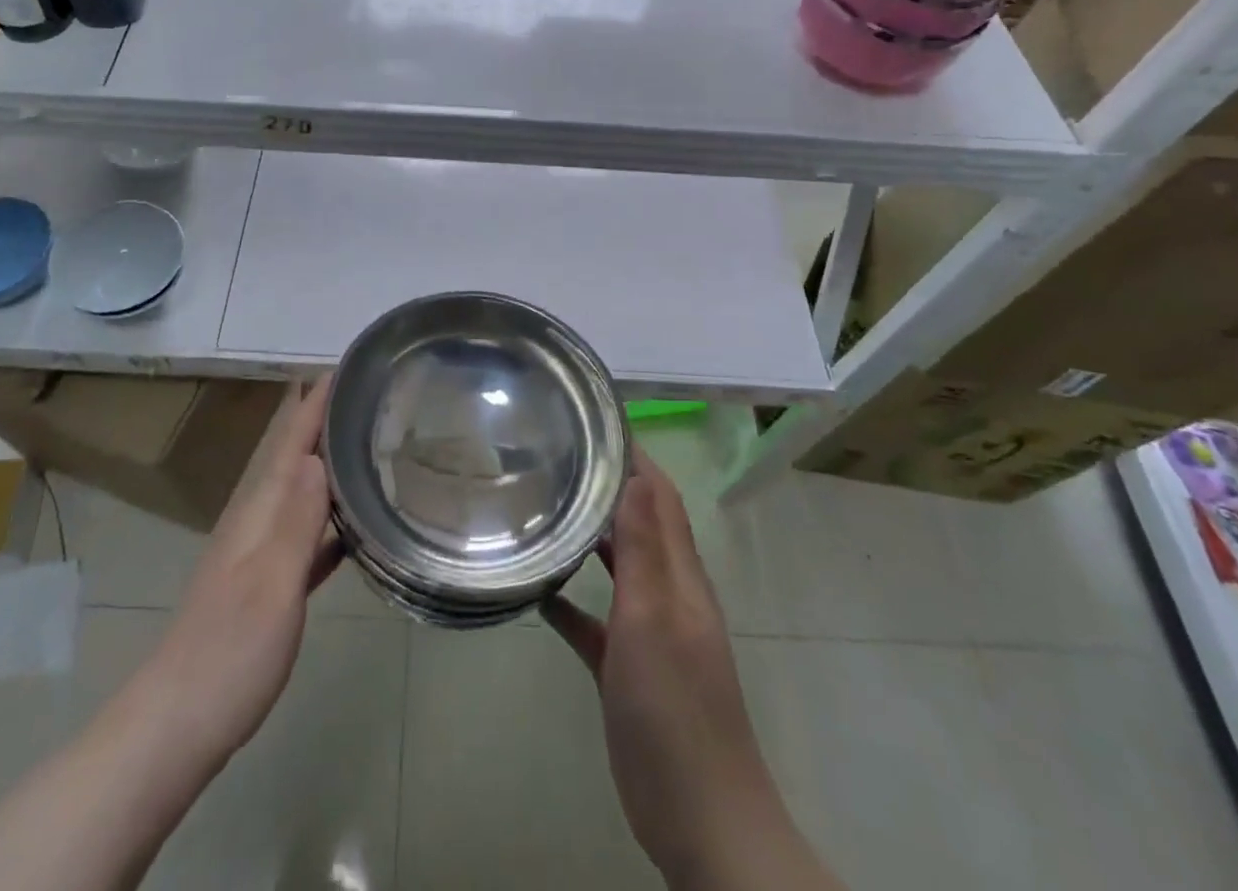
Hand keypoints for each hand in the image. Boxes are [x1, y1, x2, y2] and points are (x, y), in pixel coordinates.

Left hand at [0, 384, 342, 890]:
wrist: (177, 725)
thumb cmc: (228, 651)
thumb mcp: (271, 583)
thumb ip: (296, 520)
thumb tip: (318, 455)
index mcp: (258, 511)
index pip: (291, 441)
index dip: (316, 403)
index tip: (345, 366)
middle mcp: (258, 521)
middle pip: (295, 458)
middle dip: (324, 422)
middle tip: (369, 395)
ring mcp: (260, 555)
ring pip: (302, 493)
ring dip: (329, 465)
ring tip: (366, 444)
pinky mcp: (267, 588)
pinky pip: (306, 535)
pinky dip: (329, 518)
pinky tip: (354, 524)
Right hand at [544, 453, 840, 890]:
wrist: (700, 819)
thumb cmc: (675, 710)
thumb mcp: (654, 619)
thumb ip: (644, 548)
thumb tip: (635, 474)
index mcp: (679, 574)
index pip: (659, 495)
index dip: (633, 454)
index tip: (592, 419)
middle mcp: (666, 592)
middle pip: (638, 521)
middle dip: (604, 484)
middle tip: (555, 453)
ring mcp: (648, 631)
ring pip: (617, 565)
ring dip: (589, 535)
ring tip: (542, 504)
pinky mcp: (626, 667)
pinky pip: (595, 619)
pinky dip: (571, 599)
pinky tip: (538, 591)